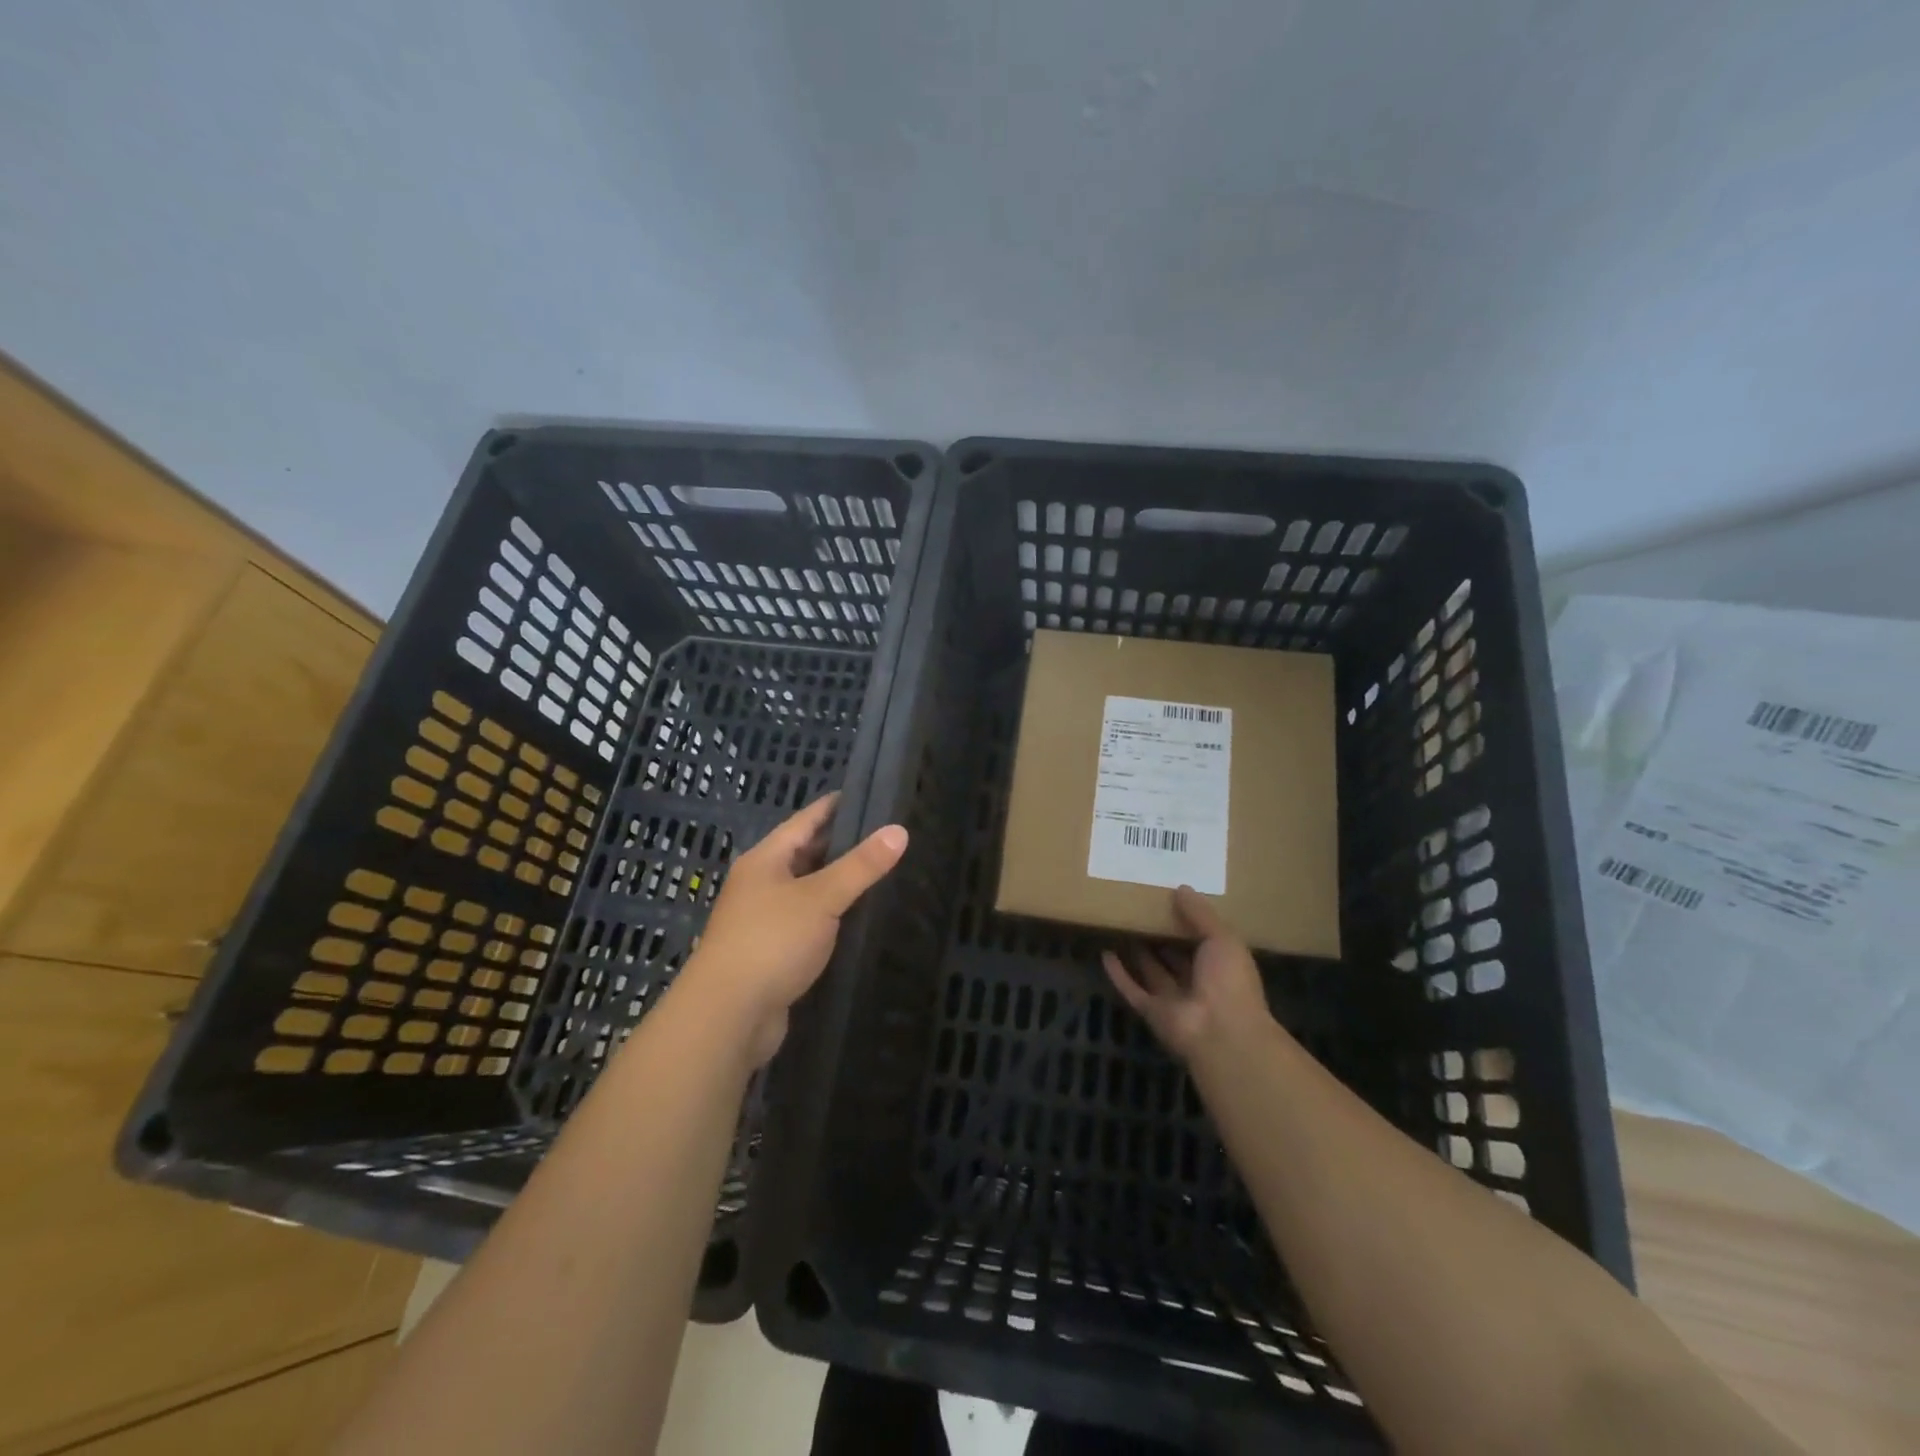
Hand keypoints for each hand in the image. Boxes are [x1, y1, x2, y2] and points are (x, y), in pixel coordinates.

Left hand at [679, 793, 907, 1065]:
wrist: (728, 1015)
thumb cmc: (771, 942)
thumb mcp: (821, 897)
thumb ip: (861, 866)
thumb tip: (899, 831)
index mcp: (766, 860)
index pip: (805, 820)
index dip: (836, 806)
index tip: (870, 796)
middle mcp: (761, 884)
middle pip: (805, 854)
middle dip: (842, 845)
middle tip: (886, 836)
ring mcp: (764, 920)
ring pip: (807, 891)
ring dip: (838, 883)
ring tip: (880, 873)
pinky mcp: (772, 953)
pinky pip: (807, 923)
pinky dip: (831, 916)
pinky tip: (857, 918)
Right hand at [1101, 886, 1274, 1063]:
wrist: (1221, 1033)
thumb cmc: (1229, 981)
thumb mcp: (1222, 939)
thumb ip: (1201, 914)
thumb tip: (1182, 888)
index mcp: (1221, 965)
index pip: (1203, 940)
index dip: (1188, 921)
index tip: (1169, 898)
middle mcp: (1198, 982)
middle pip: (1175, 956)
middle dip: (1161, 936)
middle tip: (1141, 909)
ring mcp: (1173, 999)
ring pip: (1152, 971)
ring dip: (1138, 952)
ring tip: (1120, 925)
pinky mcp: (1151, 1011)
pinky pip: (1132, 989)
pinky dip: (1119, 973)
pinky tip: (1105, 954)